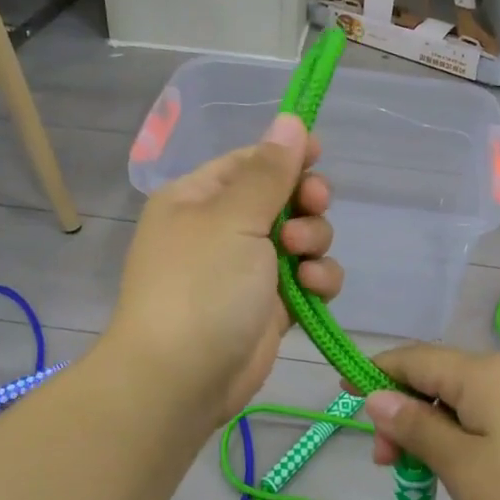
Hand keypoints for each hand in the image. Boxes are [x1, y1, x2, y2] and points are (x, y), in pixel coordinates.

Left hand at [109, 113, 340, 425]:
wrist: (180, 380)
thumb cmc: (200, 285)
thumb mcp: (234, 218)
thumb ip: (270, 170)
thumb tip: (290, 119)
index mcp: (199, 198)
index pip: (250, 161)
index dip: (287, 155)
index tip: (320, 155)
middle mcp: (222, 229)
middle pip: (282, 197)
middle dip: (305, 202)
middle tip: (313, 207)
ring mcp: (247, 269)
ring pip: (301, 238)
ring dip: (314, 242)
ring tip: (302, 259)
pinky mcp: (270, 306)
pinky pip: (307, 278)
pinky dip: (317, 279)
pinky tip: (314, 288)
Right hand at [362, 345, 499, 499]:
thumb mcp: (463, 467)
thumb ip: (417, 427)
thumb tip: (377, 396)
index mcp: (482, 373)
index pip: (413, 358)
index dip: (374, 374)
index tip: (342, 400)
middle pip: (436, 378)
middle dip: (402, 411)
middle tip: (386, 465)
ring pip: (461, 402)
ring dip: (430, 429)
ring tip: (419, 476)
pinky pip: (487, 419)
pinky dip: (460, 438)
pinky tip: (459, 472)